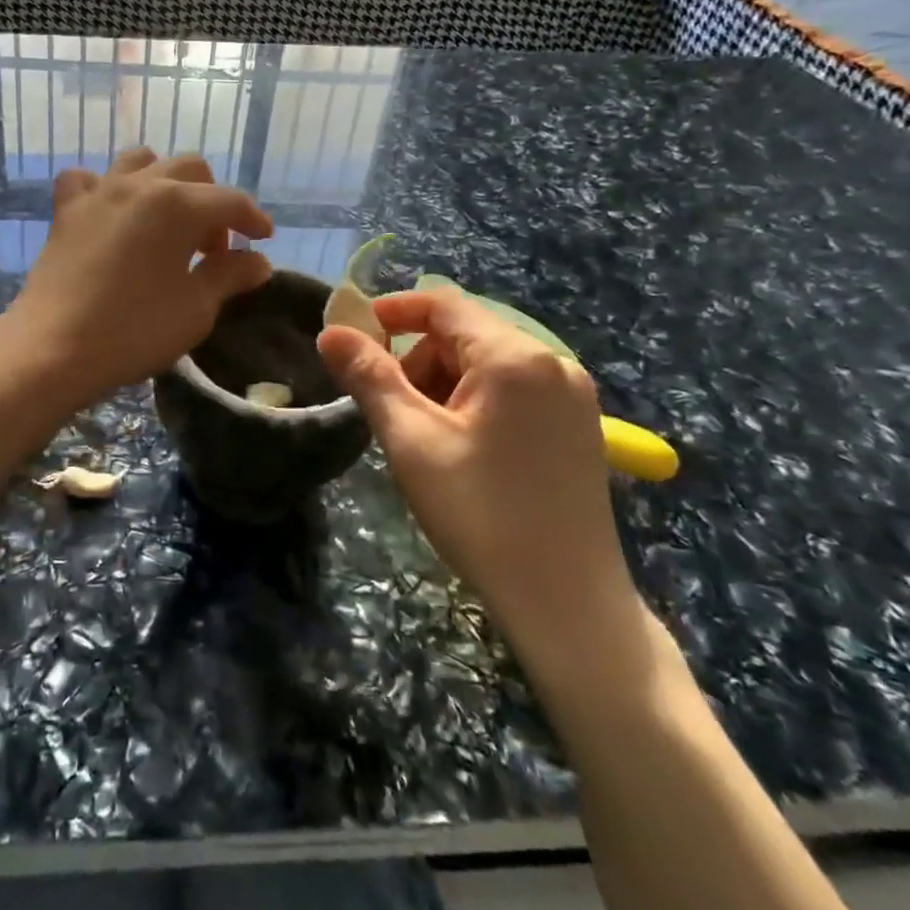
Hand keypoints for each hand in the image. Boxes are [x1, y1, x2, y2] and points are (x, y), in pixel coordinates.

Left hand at [1, 148, 273, 403]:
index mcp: (178, 204)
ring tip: (169, 222)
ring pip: (142, 161)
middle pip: (190, 169)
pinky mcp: (67, 209)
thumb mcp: (196, 308)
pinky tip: (112, 213)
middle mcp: (140, 184)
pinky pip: (90, 180)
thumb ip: (230, 276)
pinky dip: (107, 188)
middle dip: (212, 201)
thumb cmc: (134, 330)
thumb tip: (259, 261)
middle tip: (214, 248)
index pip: (230, 201)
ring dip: (165, 182)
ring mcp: (99, 192)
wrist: (53, 347)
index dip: (253, 219)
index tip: (264, 240)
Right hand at [316, 286, 643, 683]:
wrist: (568, 605)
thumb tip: (331, 332)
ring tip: (427, 441)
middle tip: (393, 413)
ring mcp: (572, 395)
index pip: (442, 304)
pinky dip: (474, 403)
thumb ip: (369, 377)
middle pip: (463, 335)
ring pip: (485, 364)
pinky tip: (463, 451)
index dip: (391, 312)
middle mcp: (553, 362)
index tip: (352, 341)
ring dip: (443, 386)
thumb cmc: (481, 515)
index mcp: (515, 357)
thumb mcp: (411, 441)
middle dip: (417, 362)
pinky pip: (512, 390)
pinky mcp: (578, 426)